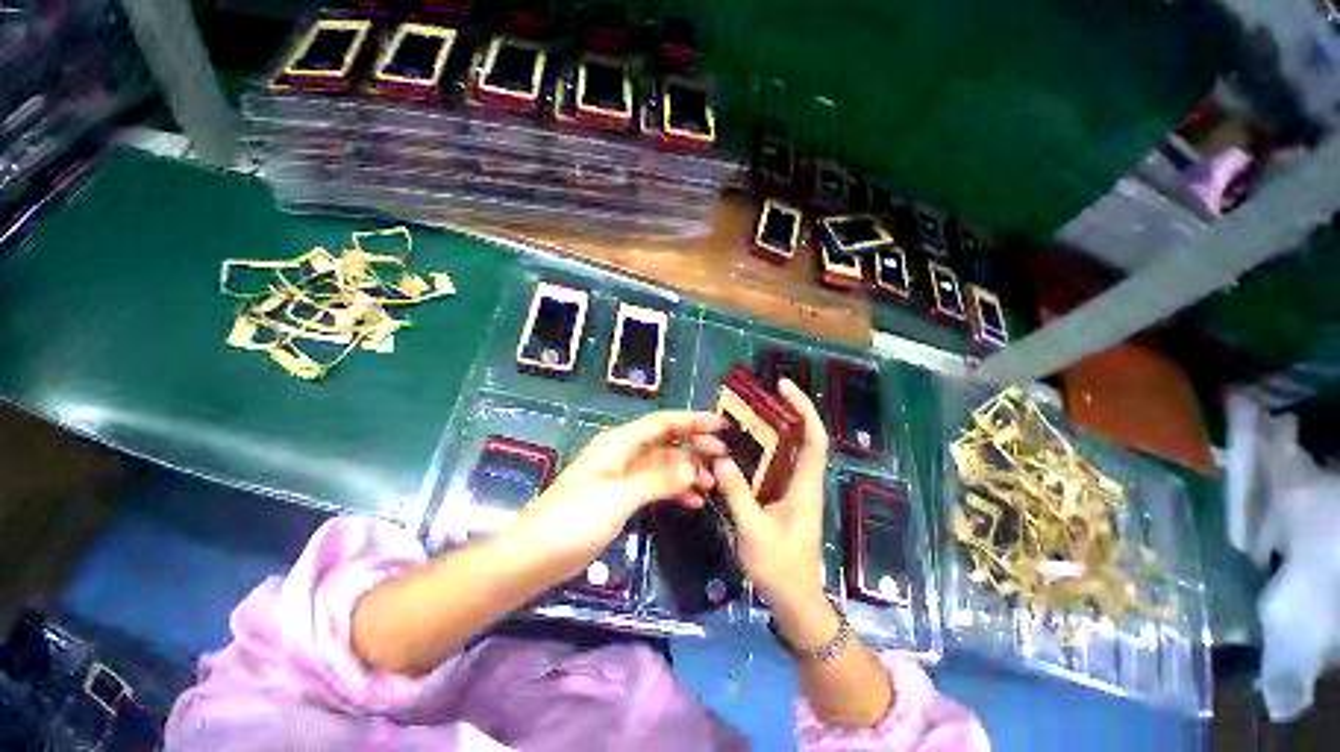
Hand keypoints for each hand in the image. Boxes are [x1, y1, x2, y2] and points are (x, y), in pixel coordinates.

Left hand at [514, 410, 725, 575]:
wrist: (536, 555)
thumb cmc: (574, 519)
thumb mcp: (619, 496)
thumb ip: (657, 479)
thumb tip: (693, 467)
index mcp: (620, 443)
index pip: (663, 423)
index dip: (692, 420)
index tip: (721, 424)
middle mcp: (624, 454)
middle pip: (666, 441)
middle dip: (694, 445)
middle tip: (723, 456)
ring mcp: (623, 476)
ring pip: (664, 465)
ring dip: (687, 471)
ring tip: (713, 484)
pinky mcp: (622, 497)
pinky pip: (656, 486)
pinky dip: (675, 490)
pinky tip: (693, 501)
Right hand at [713, 379, 835, 645]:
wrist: (794, 599)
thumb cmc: (780, 567)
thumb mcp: (754, 531)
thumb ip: (738, 495)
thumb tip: (721, 460)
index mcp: (805, 487)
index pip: (814, 439)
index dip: (803, 409)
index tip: (784, 387)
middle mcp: (804, 482)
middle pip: (804, 437)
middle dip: (789, 410)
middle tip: (762, 393)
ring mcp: (794, 490)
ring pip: (791, 449)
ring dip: (776, 427)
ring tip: (751, 410)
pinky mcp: (783, 498)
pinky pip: (776, 464)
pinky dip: (765, 448)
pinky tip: (744, 444)